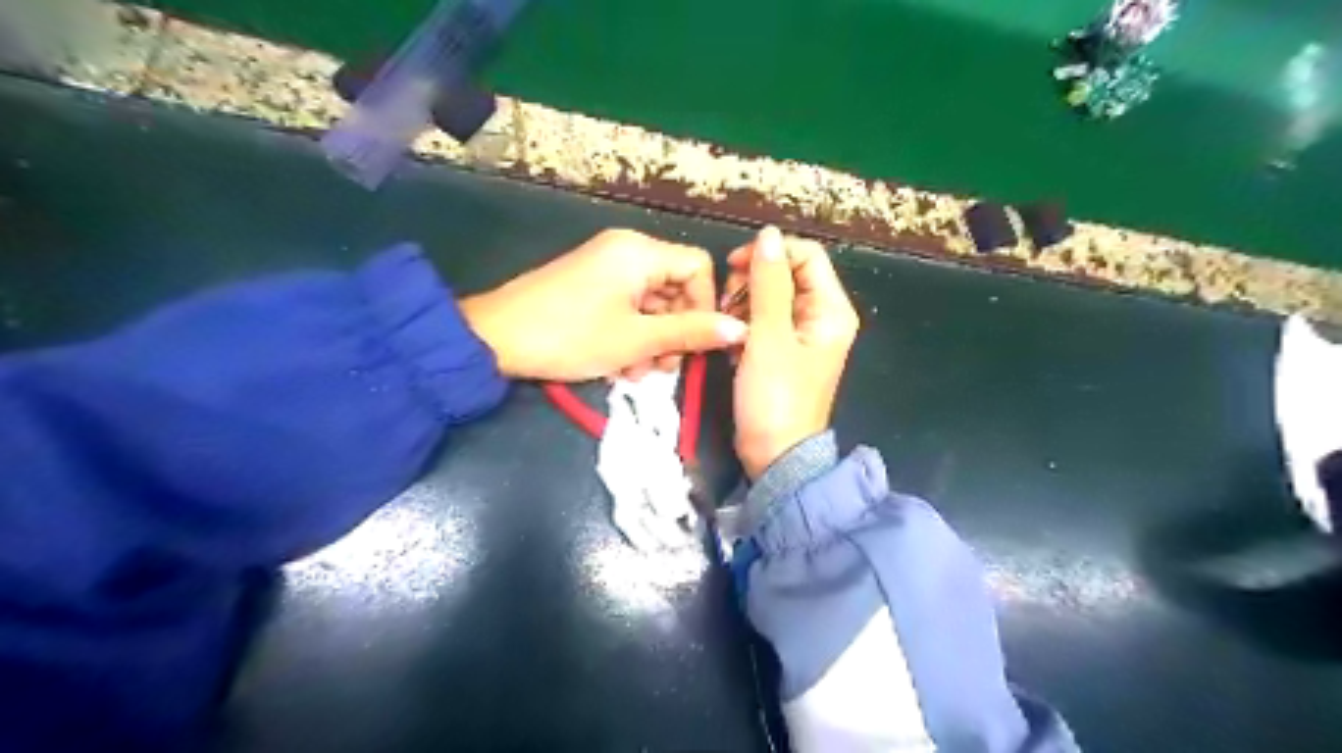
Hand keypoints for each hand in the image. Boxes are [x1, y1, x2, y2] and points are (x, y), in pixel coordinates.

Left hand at [462, 230, 745, 380]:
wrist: (495, 338)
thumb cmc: (571, 336)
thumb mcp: (637, 339)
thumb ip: (691, 332)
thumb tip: (740, 330)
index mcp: (640, 251)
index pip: (698, 267)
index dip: (705, 306)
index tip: (695, 343)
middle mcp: (626, 249)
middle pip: (675, 286)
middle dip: (675, 330)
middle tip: (664, 367)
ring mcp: (605, 266)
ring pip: (651, 301)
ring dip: (652, 338)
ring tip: (636, 372)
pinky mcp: (589, 284)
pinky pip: (626, 305)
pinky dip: (631, 333)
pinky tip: (619, 364)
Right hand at [723, 226, 859, 478]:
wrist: (773, 453)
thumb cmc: (774, 396)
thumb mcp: (769, 336)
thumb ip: (768, 283)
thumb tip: (768, 234)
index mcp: (831, 309)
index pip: (806, 255)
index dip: (770, 254)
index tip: (733, 266)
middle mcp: (822, 316)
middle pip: (788, 273)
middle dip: (753, 280)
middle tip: (728, 303)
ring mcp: (802, 334)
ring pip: (771, 295)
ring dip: (745, 302)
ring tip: (728, 326)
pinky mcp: (784, 350)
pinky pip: (764, 320)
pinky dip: (745, 323)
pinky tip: (733, 341)